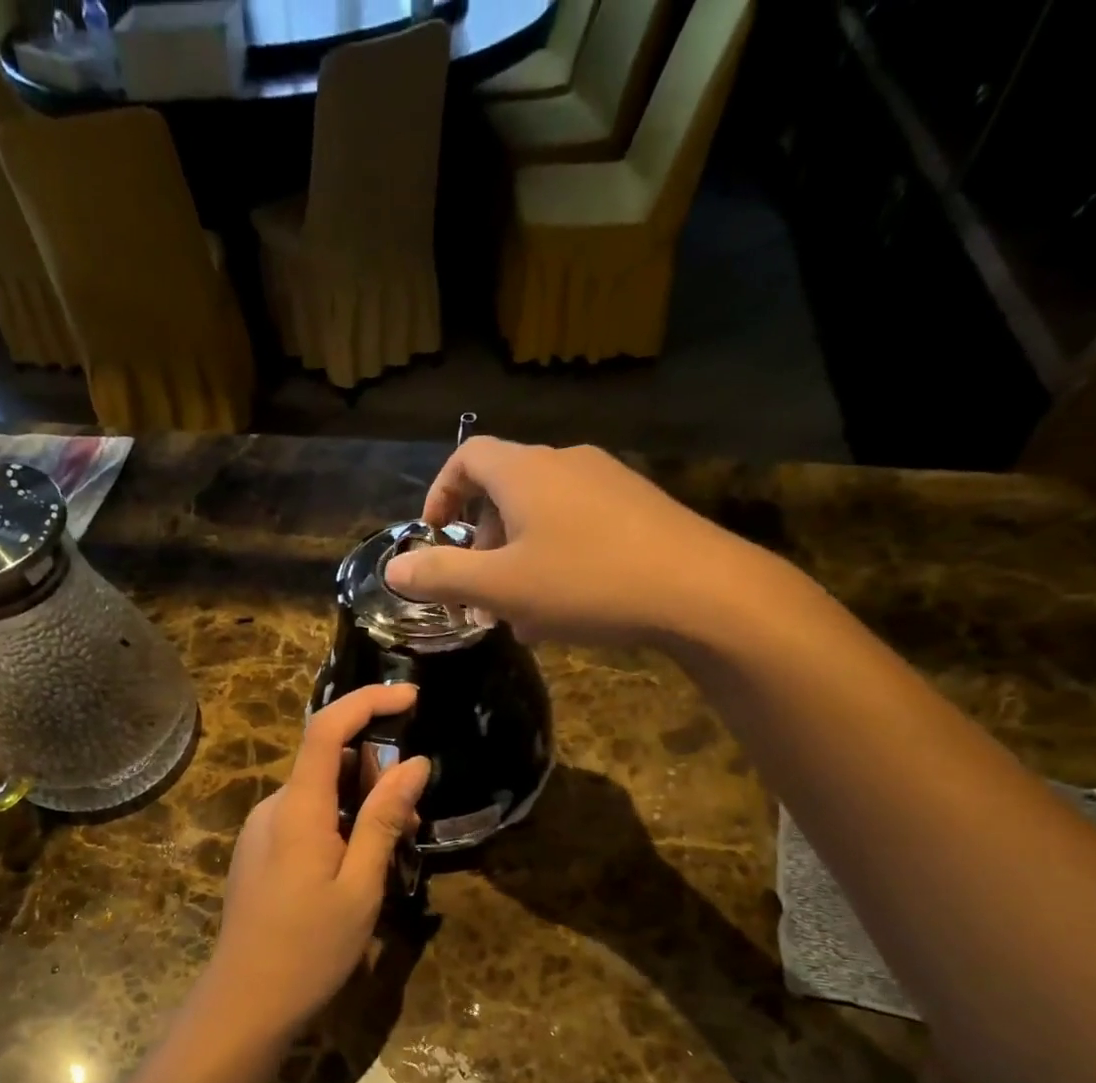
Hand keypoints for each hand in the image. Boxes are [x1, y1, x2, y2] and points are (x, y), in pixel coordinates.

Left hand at [200, 684, 430, 1040]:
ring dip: (360, 804)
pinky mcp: (259, 851)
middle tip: (411, 822)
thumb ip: (383, 819)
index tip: (411, 697)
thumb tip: (413, 763)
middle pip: (327, 761)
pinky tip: (356, 866)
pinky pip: (305, 817)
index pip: (326, 729)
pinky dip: (338, 823)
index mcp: (298, 809)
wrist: (244, 1002)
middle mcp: (273, 807)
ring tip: (389, 852)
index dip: (368, 701)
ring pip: (319, 792)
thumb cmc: (310, 949)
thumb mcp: (361, 886)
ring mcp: (261, 829)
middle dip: (376, 773)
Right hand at [383, 438, 792, 647]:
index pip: (466, 457)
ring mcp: (608, 482)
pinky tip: (566, 606)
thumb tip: (394, 571)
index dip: (440, 492)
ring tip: (521, 611)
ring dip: (518, 557)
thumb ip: (441, 576)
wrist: (701, 590)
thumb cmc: (586, 582)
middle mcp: (565, 463)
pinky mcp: (640, 507)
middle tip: (479, 590)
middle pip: (504, 489)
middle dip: (480, 540)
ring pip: (542, 514)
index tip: (433, 536)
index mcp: (525, 471)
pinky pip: (578, 525)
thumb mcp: (501, 587)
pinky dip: (555, 558)